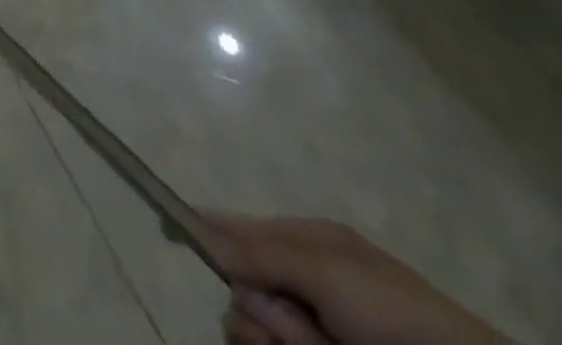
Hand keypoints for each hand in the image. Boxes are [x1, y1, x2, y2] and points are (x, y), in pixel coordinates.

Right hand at [208, 215, 510, 344]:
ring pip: (249, 327)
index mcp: (304, 246)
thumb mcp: (327, 271)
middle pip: (238, 288)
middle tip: (293, 326)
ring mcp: (310, 331)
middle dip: (257, 312)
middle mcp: (301, 285)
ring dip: (272, 339)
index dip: (201, 228)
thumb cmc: (395, 313)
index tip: (167, 228)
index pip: (236, 229)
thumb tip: (202, 234)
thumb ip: (262, 252)